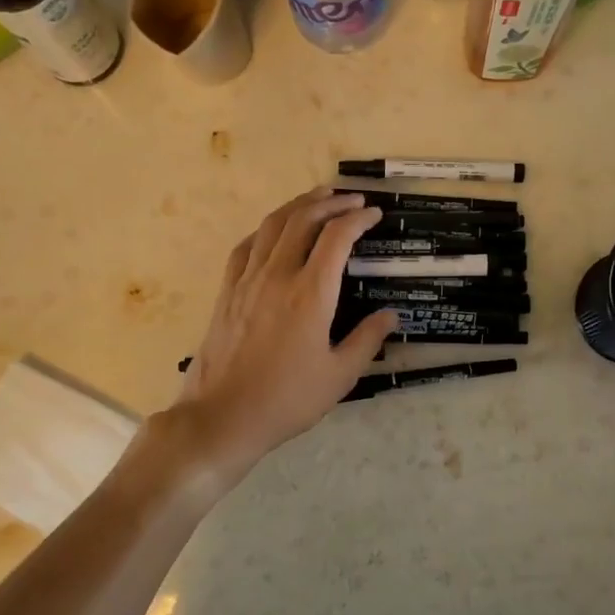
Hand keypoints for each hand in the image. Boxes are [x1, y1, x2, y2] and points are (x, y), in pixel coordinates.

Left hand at [173, 188, 396, 480]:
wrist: (223, 416)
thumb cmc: (287, 399)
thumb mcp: (339, 376)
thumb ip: (367, 340)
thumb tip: (390, 315)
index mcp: (310, 294)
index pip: (337, 237)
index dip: (358, 219)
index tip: (374, 214)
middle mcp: (278, 276)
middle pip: (303, 220)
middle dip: (331, 202)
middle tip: (352, 199)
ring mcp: (247, 280)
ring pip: (272, 225)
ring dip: (298, 205)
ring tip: (317, 197)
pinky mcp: (227, 291)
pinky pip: (247, 246)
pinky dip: (266, 229)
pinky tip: (274, 231)